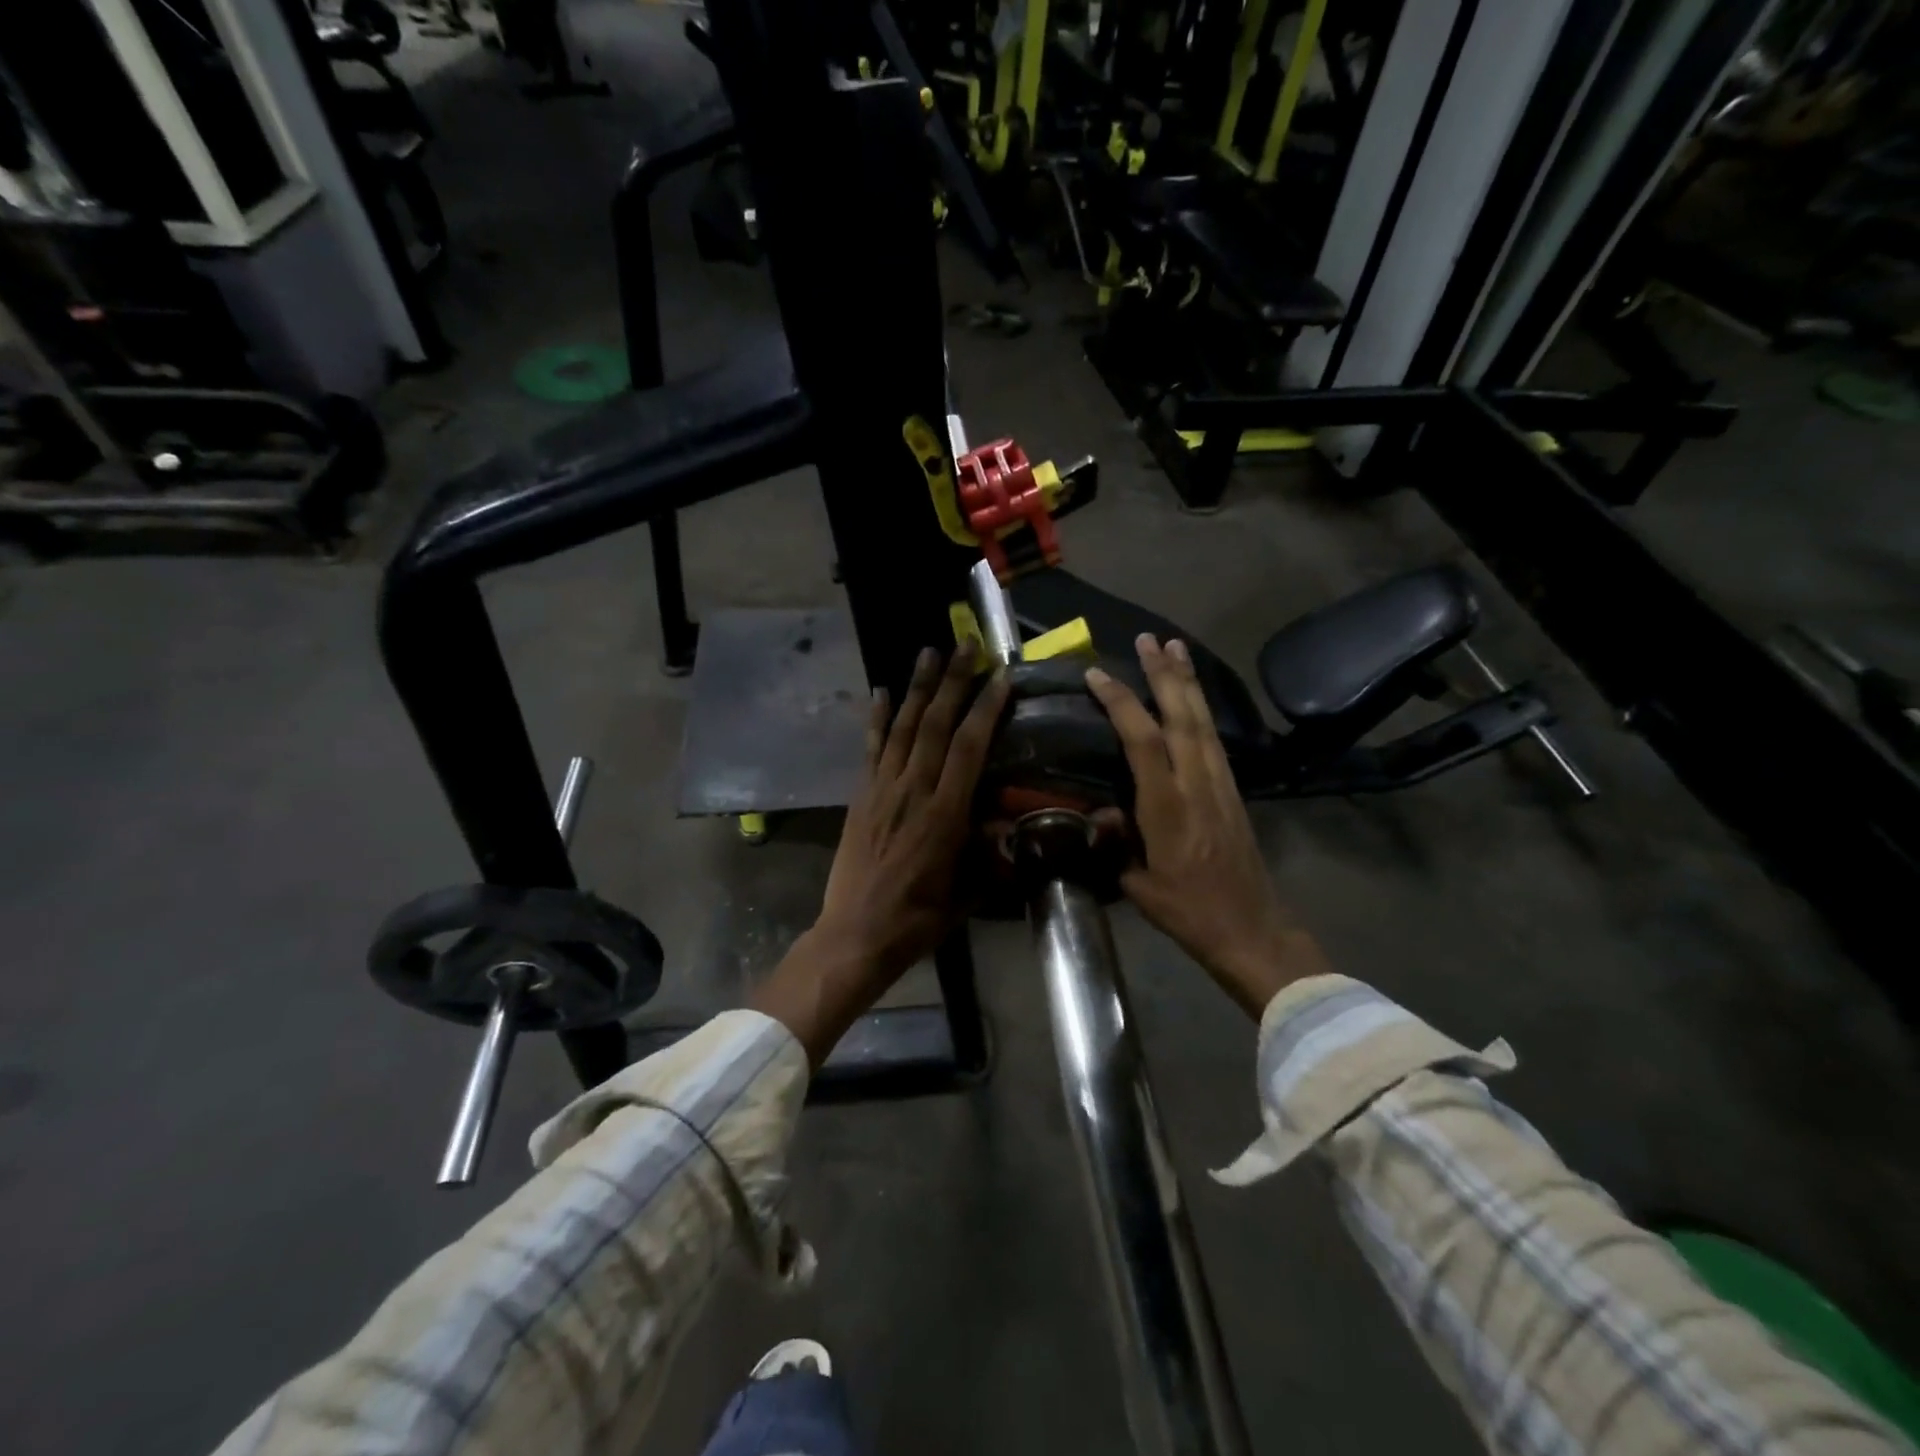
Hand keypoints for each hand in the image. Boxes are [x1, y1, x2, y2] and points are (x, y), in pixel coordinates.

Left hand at [751, 644, 1010, 1064]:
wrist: (855, 935)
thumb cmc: (918, 919)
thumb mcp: (967, 893)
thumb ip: (990, 855)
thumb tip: (1011, 827)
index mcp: (944, 814)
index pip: (969, 747)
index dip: (986, 708)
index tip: (1001, 677)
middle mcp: (913, 791)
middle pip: (936, 725)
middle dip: (954, 681)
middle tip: (967, 645)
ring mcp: (882, 789)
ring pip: (904, 728)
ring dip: (918, 688)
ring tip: (930, 652)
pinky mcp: (862, 795)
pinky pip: (872, 748)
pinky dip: (878, 718)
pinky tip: (882, 691)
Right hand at [1085, 635, 1330, 1016]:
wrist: (1251, 928)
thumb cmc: (1188, 911)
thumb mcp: (1138, 884)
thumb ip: (1115, 843)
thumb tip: (1099, 814)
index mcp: (1167, 806)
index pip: (1142, 740)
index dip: (1121, 703)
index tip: (1096, 675)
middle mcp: (1197, 784)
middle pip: (1181, 716)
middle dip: (1164, 674)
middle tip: (1149, 639)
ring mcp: (1220, 784)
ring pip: (1202, 721)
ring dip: (1187, 683)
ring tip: (1175, 648)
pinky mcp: (1232, 790)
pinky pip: (1213, 738)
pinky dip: (1201, 709)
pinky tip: (1193, 698)